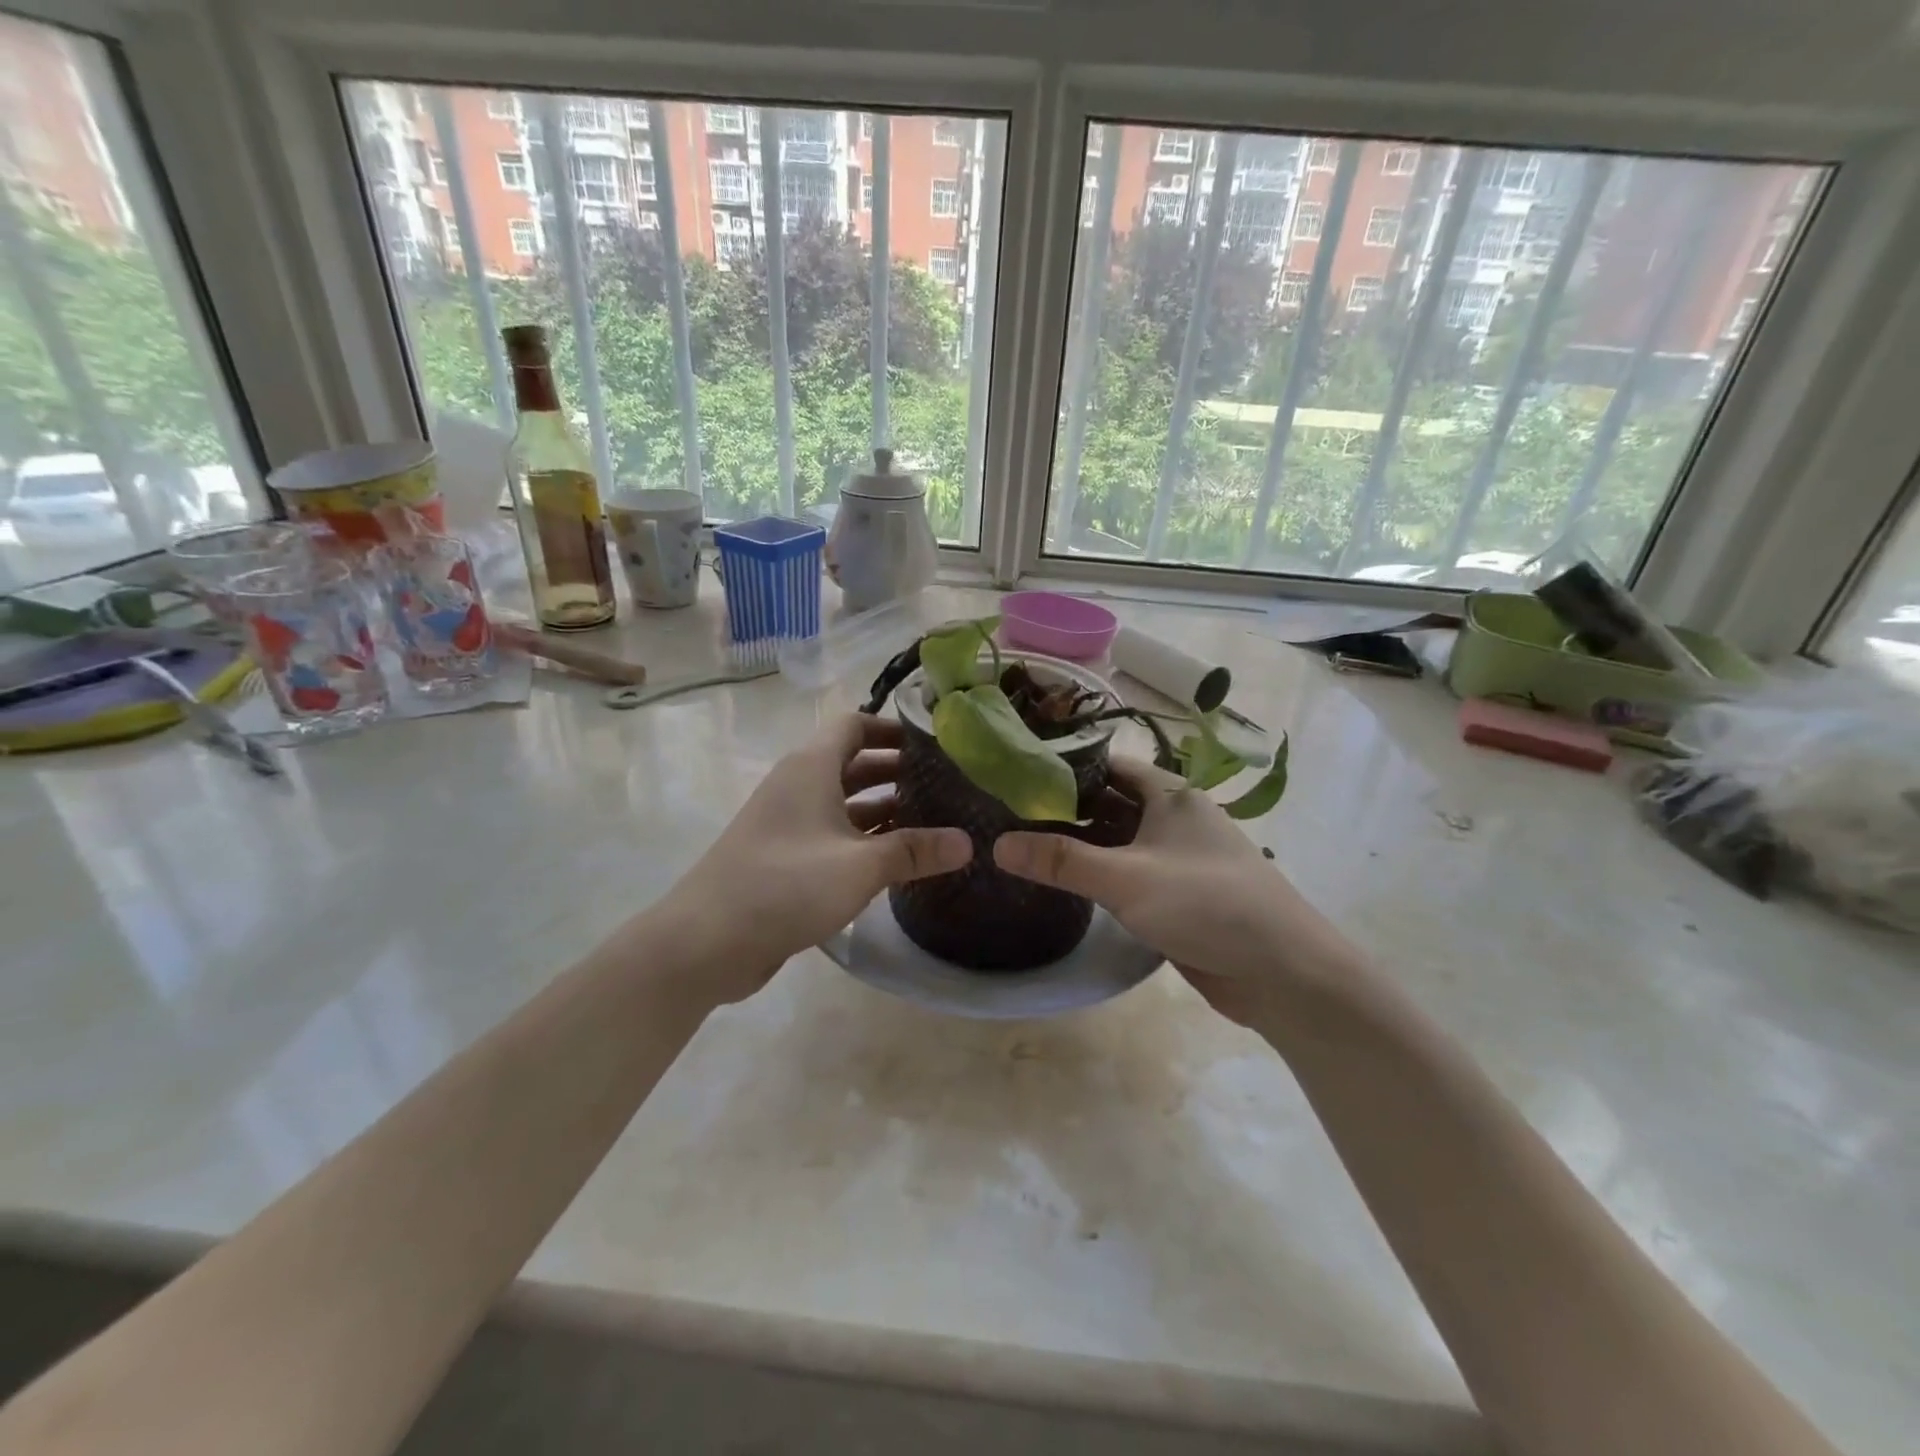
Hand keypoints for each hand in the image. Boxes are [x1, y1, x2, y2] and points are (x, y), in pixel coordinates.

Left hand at [651, 713, 971, 1007]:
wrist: (705, 941)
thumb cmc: (786, 885)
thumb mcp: (860, 865)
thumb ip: (914, 851)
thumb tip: (968, 843)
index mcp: (810, 767)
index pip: (855, 724)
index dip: (892, 727)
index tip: (933, 742)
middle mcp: (797, 786)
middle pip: (852, 762)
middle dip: (895, 770)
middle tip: (944, 784)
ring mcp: (788, 823)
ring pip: (843, 802)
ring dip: (882, 807)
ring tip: (931, 820)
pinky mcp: (783, 858)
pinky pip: (831, 835)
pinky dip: (862, 838)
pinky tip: (895, 859)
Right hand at [994, 757, 1360, 1025]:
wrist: (1282, 972)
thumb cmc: (1206, 904)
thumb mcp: (1126, 878)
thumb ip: (1061, 861)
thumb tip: (998, 845)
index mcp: (1169, 794)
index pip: (1107, 764)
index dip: (1064, 765)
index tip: (1017, 773)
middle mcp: (1173, 817)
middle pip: (1109, 801)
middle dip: (1064, 806)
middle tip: (1008, 812)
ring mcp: (1176, 858)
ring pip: (1117, 839)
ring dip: (1079, 842)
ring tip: (1023, 843)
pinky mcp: (1176, 894)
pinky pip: (1128, 872)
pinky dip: (1098, 873)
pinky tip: (1063, 883)